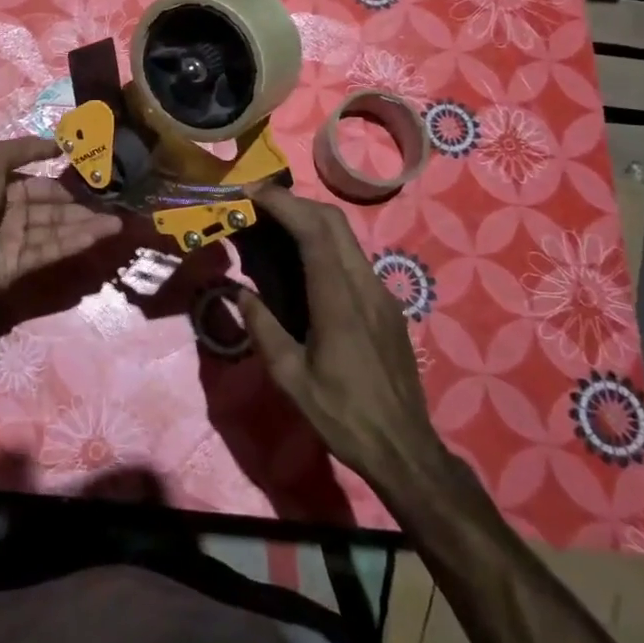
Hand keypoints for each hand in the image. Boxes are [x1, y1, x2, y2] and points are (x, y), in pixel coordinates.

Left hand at [0, 137, 122, 302]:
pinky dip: (74, 243)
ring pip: (58, 232)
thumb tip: (61, 143)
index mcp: (5, 188)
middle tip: (116, 207)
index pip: (43, 186)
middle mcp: (13, 214)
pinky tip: (97, 236)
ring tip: (117, 224)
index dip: (67, 185)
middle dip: (84, 209)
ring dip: (87, 227)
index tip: (95, 183)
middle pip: (55, 211)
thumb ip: (27, 148)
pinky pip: (51, 251)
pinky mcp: (20, 266)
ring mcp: (17, 241)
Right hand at [238, 184, 446, 499]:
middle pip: (333, 221)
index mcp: (339, 302)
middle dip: (294, 202)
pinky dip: (324, 243)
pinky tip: (303, 263)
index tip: (252, 194)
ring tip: (275, 227)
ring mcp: (382, 293)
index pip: (314, 232)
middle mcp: (365, 286)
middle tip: (258, 205)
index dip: (283, 204)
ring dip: (310, 220)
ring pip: (346, 236)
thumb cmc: (343, 416)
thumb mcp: (290, 379)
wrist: (405, 449)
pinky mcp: (387, 304)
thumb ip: (262, 329)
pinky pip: (353, 258)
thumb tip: (238, 293)